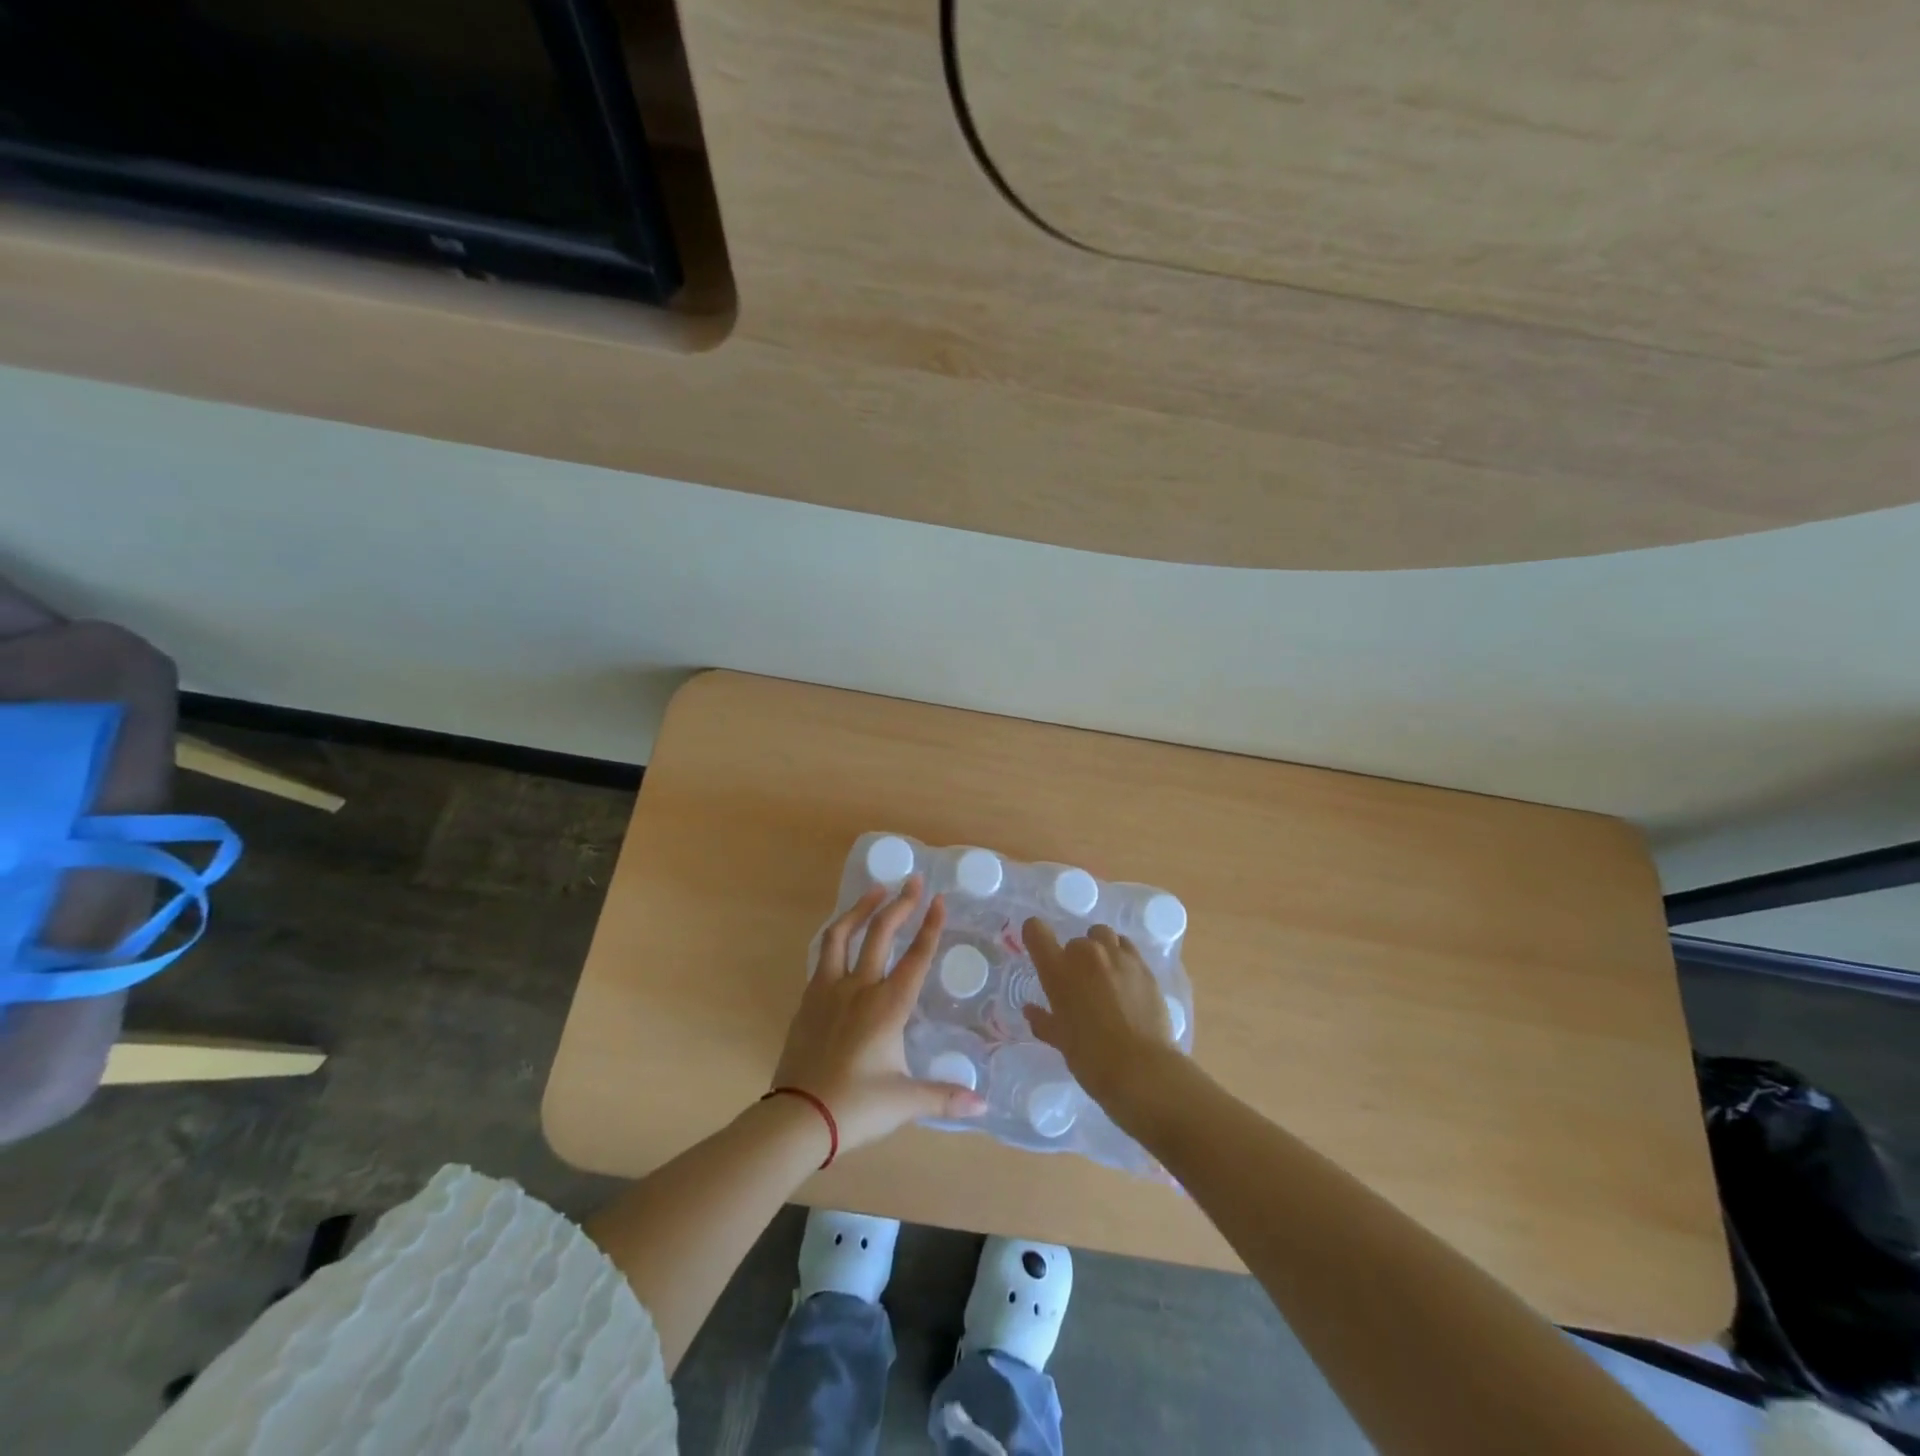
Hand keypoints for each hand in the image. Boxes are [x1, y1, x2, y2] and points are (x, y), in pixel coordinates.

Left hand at [772, 876, 986, 1151]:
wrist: (798, 1117)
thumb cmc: (856, 1107)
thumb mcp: (905, 1101)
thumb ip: (944, 1097)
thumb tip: (982, 1107)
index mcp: (888, 1006)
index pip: (916, 957)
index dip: (930, 926)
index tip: (939, 899)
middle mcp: (859, 988)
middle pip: (880, 933)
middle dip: (900, 904)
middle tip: (912, 880)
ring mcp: (828, 990)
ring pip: (841, 935)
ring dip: (860, 909)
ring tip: (875, 891)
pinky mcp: (807, 1001)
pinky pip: (823, 957)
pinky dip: (837, 939)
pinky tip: (842, 939)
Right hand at [1022, 920, 1178, 1111]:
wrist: (1141, 1069)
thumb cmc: (1091, 1058)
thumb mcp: (1060, 1041)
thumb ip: (1043, 1020)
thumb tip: (1030, 1011)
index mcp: (1058, 970)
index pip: (1036, 931)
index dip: (1034, 935)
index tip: (1039, 949)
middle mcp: (1086, 953)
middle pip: (1074, 941)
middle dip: (1074, 959)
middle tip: (1080, 986)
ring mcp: (1118, 956)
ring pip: (1103, 936)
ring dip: (1099, 950)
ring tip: (1104, 975)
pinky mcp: (1143, 966)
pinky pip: (1127, 948)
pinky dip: (1122, 957)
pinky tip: (1126, 981)